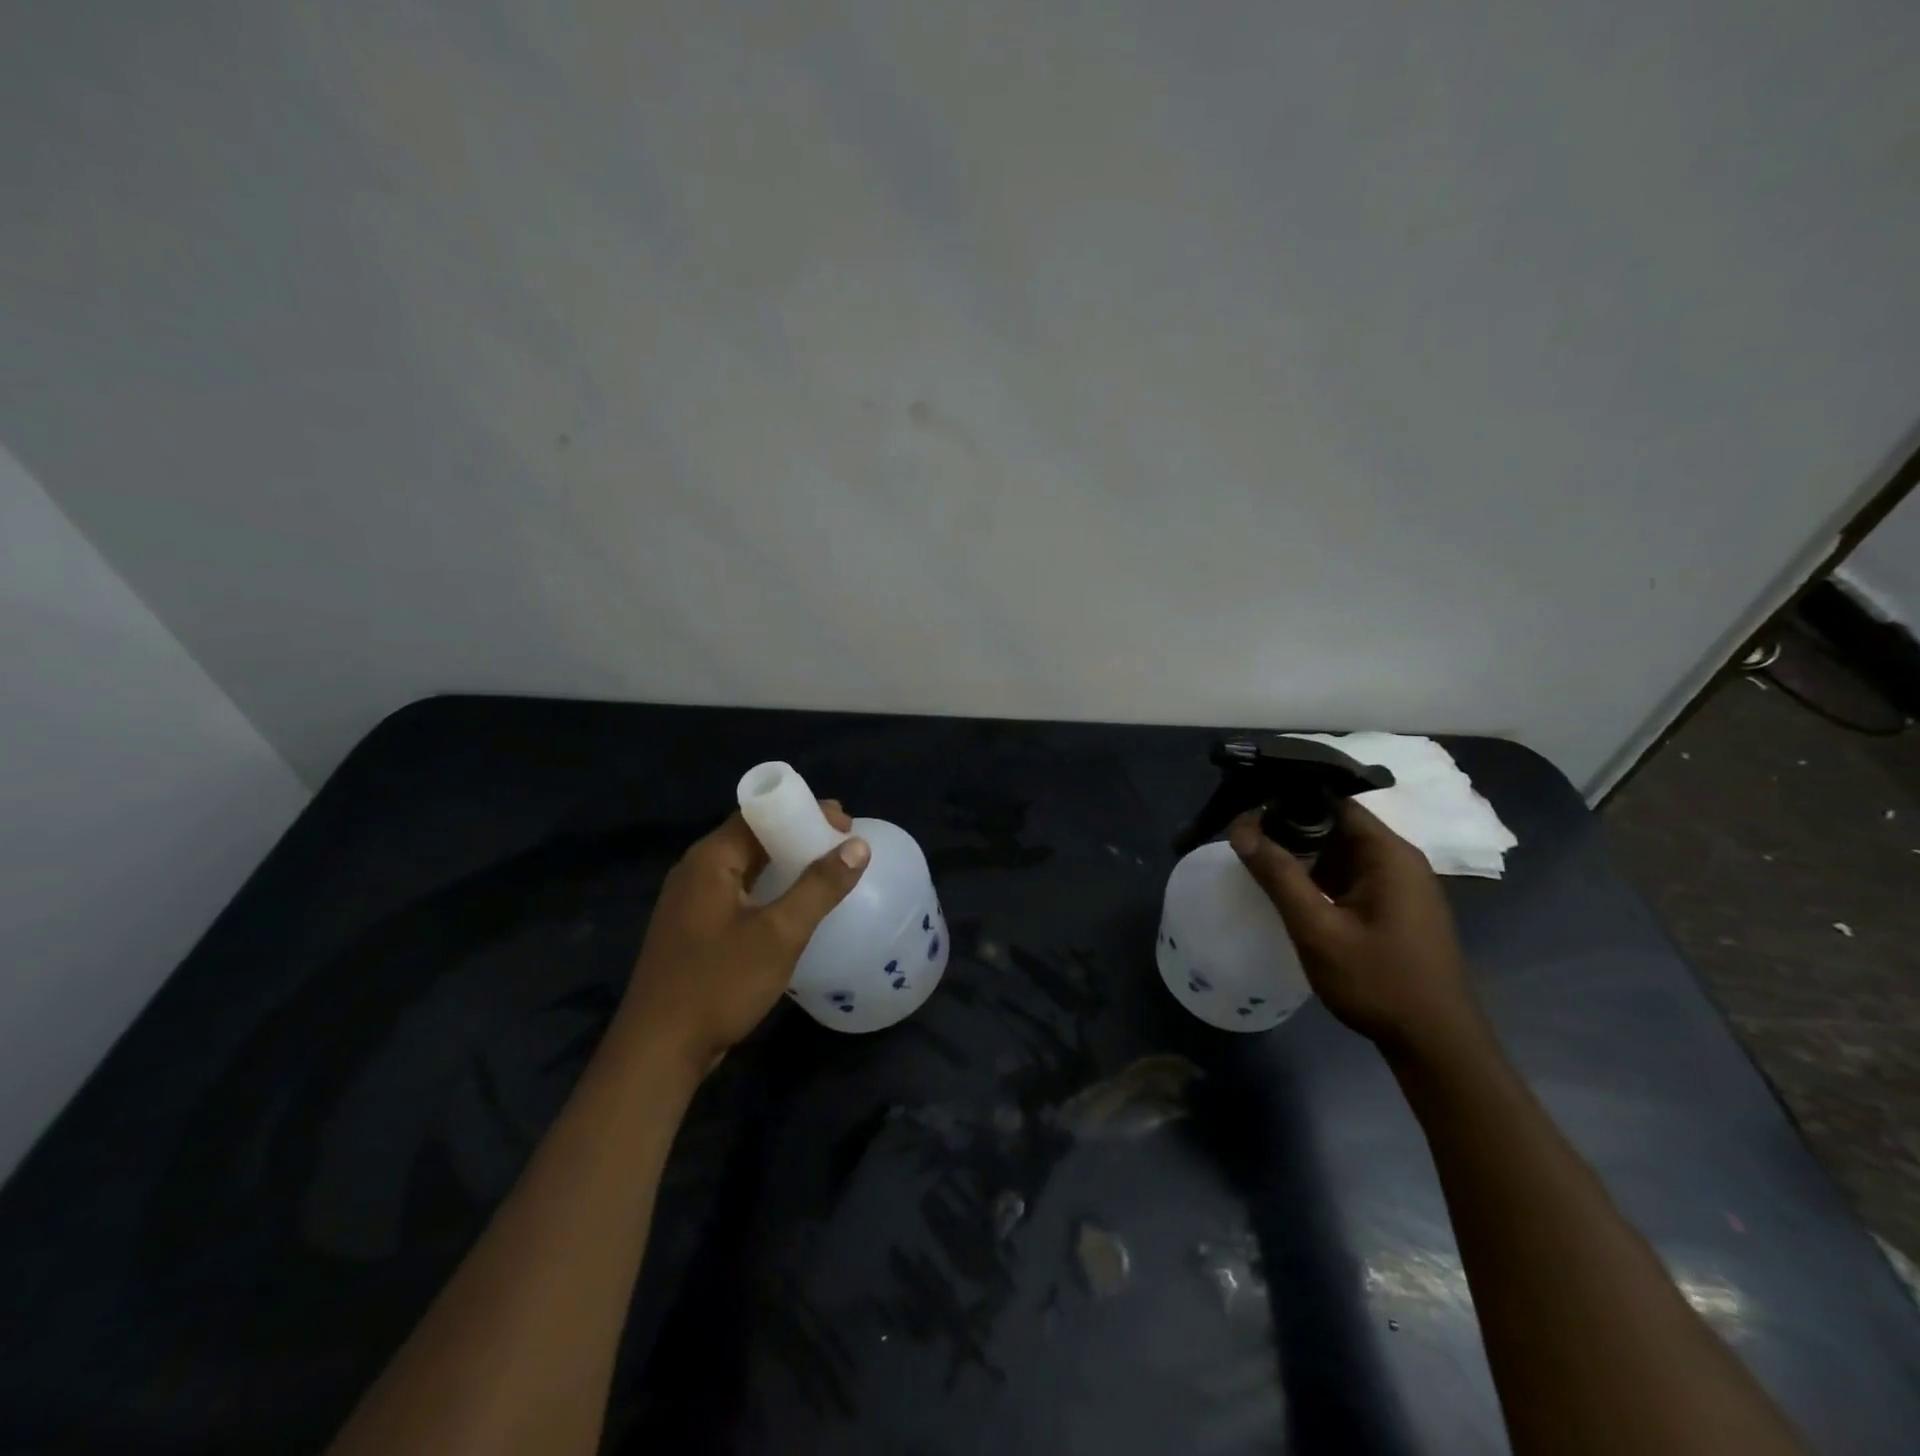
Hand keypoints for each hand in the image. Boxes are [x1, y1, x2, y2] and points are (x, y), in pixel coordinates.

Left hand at [616, 801, 869, 1076]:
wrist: (658, 1051)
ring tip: (826, 874)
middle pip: (752, 837)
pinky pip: (737, 893)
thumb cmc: (720, 983)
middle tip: (843, 847)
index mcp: (709, 860)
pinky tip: (793, 909)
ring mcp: (689, 902)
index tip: (845, 824)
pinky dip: (768, 890)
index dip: (804, 811)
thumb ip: (820, 887)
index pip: (760, 813)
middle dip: (799, 837)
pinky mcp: (693, 930)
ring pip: (745, 867)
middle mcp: (695, 871)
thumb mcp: (780, 934)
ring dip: (785, 865)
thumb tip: (858, 846)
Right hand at [1229, 799, 1481, 1056]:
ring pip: (1339, 852)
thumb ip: (1278, 875)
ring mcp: (1398, 885)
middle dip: (1288, 826)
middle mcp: (1398, 860)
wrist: (1435, 1045)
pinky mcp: (1393, 908)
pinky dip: (1317, 876)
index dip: (1288, 797)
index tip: (1247, 804)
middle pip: (1335, 824)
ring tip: (1254, 856)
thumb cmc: (1378, 982)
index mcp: (1388, 854)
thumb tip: (1239, 829)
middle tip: (1241, 834)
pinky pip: (1348, 876)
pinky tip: (1286, 888)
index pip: (1334, 801)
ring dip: (1301, 853)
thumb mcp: (1317, 929)